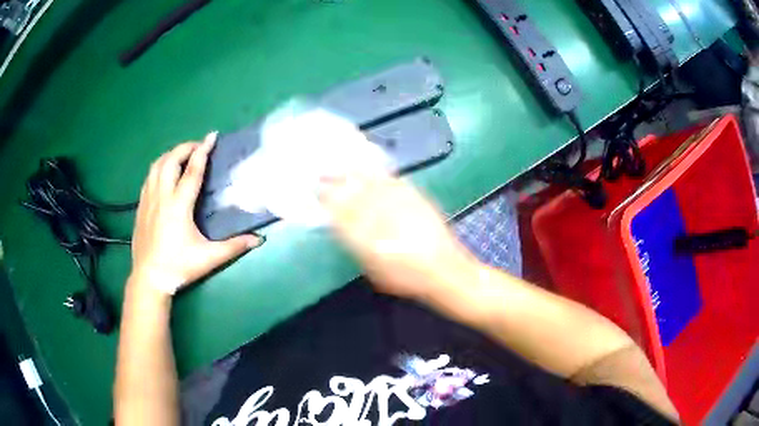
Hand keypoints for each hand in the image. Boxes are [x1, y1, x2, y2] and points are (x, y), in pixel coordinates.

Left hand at [130, 133, 262, 294]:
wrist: (149, 279)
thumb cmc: (179, 267)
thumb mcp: (209, 258)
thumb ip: (234, 247)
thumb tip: (259, 239)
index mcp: (178, 206)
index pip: (192, 170)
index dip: (203, 151)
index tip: (212, 136)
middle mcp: (162, 197)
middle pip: (171, 160)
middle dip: (185, 147)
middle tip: (198, 147)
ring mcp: (148, 200)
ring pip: (156, 166)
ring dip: (170, 155)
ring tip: (182, 156)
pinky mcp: (141, 206)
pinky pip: (149, 177)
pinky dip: (159, 167)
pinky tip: (164, 173)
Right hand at [319, 172, 474, 300]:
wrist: (444, 271)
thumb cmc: (406, 278)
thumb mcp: (373, 269)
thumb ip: (356, 245)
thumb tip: (341, 225)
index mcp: (366, 235)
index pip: (339, 209)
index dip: (325, 197)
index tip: (314, 189)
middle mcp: (380, 214)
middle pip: (352, 191)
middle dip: (335, 179)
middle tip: (322, 172)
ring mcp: (398, 202)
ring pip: (370, 181)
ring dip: (353, 171)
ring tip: (341, 164)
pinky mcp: (415, 197)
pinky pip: (392, 180)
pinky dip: (378, 173)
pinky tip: (371, 169)